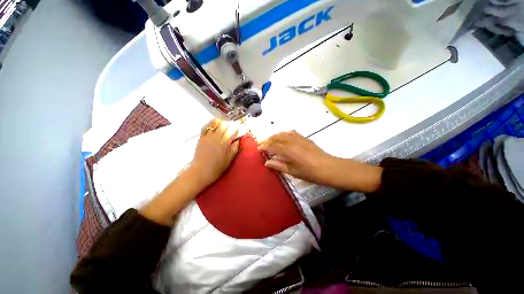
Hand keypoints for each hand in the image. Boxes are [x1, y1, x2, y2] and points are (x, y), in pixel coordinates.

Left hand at [190, 118, 239, 186]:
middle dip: (228, 124)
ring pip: (214, 124)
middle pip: (224, 125)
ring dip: (220, 122)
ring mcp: (208, 136)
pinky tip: (213, 124)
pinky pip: (205, 127)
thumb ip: (235, 148)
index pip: (232, 131)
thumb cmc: (217, 167)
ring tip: (222, 123)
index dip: (236, 129)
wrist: (201, 171)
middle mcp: (217, 137)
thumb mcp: (229, 159)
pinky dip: (209, 124)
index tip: (238, 128)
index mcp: (225, 143)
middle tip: (230, 127)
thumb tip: (238, 140)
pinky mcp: (201, 138)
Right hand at [258, 130, 336, 184]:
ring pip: (283, 134)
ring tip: (270, 140)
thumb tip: (267, 162)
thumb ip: (278, 165)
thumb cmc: (309, 172)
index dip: (264, 146)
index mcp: (287, 150)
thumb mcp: (292, 171)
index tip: (258, 149)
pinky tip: (284, 136)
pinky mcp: (304, 138)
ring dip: (275, 136)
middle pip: (276, 137)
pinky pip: (292, 132)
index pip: (272, 146)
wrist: (328, 167)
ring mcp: (298, 138)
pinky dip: (285, 133)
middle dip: (267, 140)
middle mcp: (291, 141)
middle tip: (261, 144)